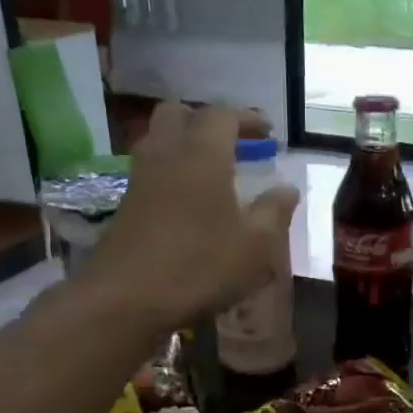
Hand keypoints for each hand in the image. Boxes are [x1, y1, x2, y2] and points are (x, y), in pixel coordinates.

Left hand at [75, 102, 298, 334]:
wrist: (126, 298)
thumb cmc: (200, 266)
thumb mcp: (255, 246)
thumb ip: (274, 212)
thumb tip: (287, 190)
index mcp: (202, 155)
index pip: (223, 115)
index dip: (247, 118)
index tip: (267, 132)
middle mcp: (166, 154)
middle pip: (179, 114)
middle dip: (206, 121)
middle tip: (232, 143)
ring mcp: (140, 178)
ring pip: (158, 140)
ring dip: (184, 144)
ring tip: (211, 170)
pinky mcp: (125, 204)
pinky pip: (149, 170)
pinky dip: (170, 171)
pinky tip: (187, 201)